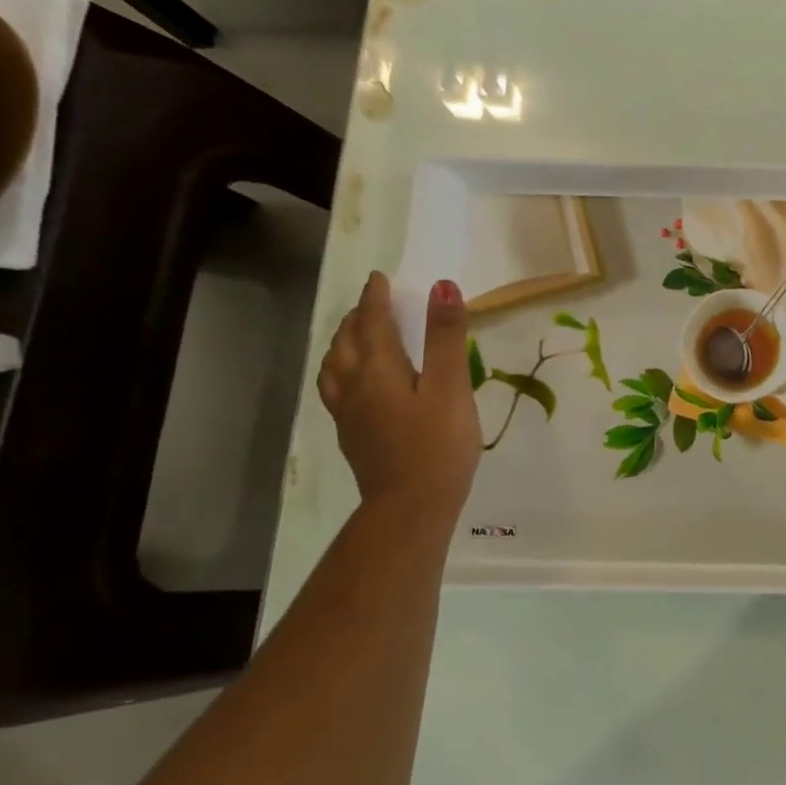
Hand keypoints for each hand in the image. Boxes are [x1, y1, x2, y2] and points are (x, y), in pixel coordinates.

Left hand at [317, 272, 481, 518]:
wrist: (411, 507)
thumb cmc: (438, 445)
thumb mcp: (451, 387)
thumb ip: (446, 337)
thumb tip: (441, 286)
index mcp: (378, 370)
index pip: (372, 323)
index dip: (375, 298)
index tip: (378, 277)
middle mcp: (355, 387)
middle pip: (347, 343)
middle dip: (357, 318)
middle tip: (371, 303)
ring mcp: (350, 414)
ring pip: (334, 367)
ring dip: (342, 343)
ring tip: (355, 336)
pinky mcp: (354, 436)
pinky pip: (335, 390)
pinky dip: (340, 371)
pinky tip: (353, 384)